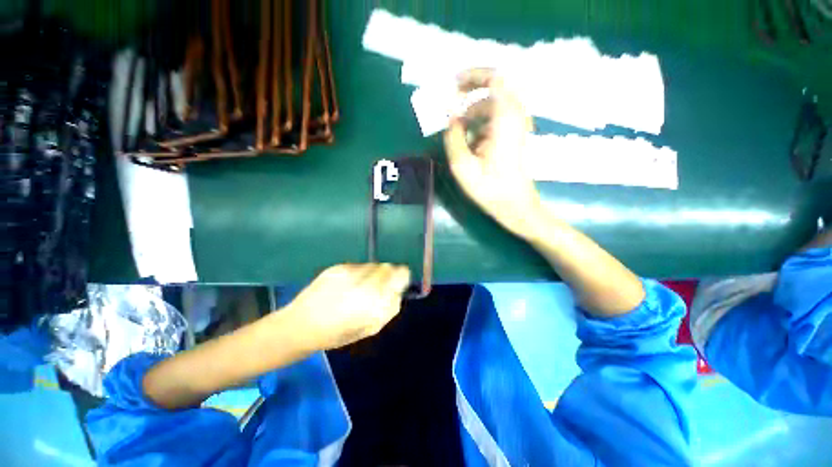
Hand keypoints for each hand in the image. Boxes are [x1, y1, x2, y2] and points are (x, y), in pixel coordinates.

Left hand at [284, 263, 410, 349]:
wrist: (301, 324)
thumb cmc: (338, 333)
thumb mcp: (371, 328)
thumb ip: (390, 308)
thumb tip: (397, 292)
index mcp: (377, 299)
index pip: (401, 274)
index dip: (402, 277)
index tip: (397, 284)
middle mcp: (366, 281)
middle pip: (388, 267)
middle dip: (388, 276)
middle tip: (379, 288)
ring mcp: (351, 271)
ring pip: (374, 265)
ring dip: (373, 274)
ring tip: (361, 287)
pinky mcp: (339, 266)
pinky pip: (359, 265)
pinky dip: (359, 273)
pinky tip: (347, 285)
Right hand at [444, 69, 540, 238]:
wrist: (516, 205)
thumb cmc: (490, 190)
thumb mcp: (463, 167)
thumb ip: (453, 137)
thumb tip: (450, 116)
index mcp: (505, 120)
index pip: (495, 79)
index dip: (473, 76)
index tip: (453, 84)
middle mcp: (515, 115)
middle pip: (494, 87)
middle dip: (469, 92)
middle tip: (450, 104)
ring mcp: (517, 124)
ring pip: (493, 104)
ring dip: (473, 111)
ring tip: (456, 129)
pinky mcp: (514, 134)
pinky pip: (495, 116)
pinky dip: (479, 121)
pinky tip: (469, 139)